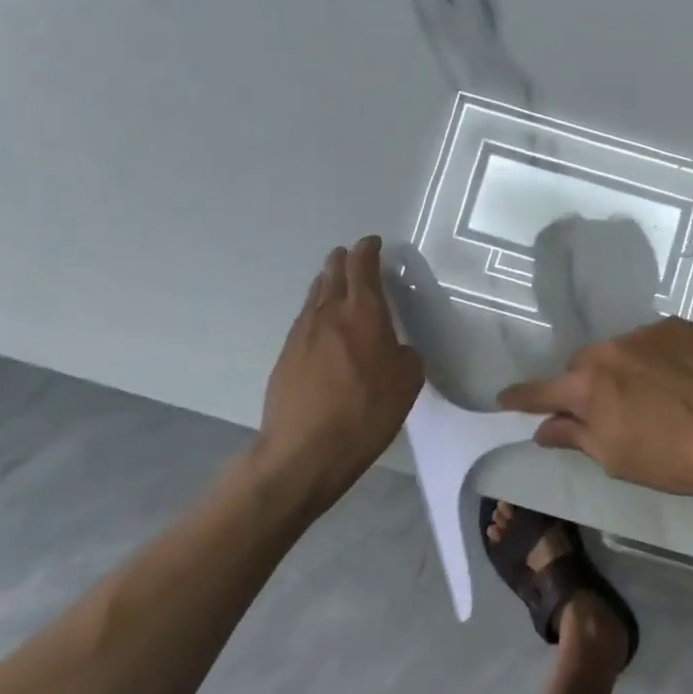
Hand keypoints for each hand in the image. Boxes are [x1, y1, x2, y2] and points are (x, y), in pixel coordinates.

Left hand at [256, 236, 423, 508]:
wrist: (304, 451)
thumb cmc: (366, 412)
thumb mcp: (407, 382)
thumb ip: (406, 355)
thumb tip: (396, 348)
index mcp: (363, 312)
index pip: (363, 266)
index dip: (368, 250)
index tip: (373, 243)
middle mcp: (329, 313)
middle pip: (333, 273)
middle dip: (344, 261)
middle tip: (352, 257)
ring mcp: (301, 333)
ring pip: (315, 295)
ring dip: (327, 283)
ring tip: (335, 283)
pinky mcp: (285, 356)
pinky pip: (304, 320)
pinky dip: (316, 312)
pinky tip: (322, 326)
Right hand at [496, 317, 692, 503]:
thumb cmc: (672, 457)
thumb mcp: (616, 458)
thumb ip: (575, 436)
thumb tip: (544, 429)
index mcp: (589, 385)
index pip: (542, 390)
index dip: (522, 397)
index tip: (504, 398)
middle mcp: (611, 349)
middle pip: (584, 365)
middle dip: (586, 385)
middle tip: (605, 410)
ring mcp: (647, 333)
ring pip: (620, 350)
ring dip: (624, 369)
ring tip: (653, 394)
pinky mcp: (680, 327)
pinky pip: (654, 341)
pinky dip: (656, 357)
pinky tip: (679, 379)